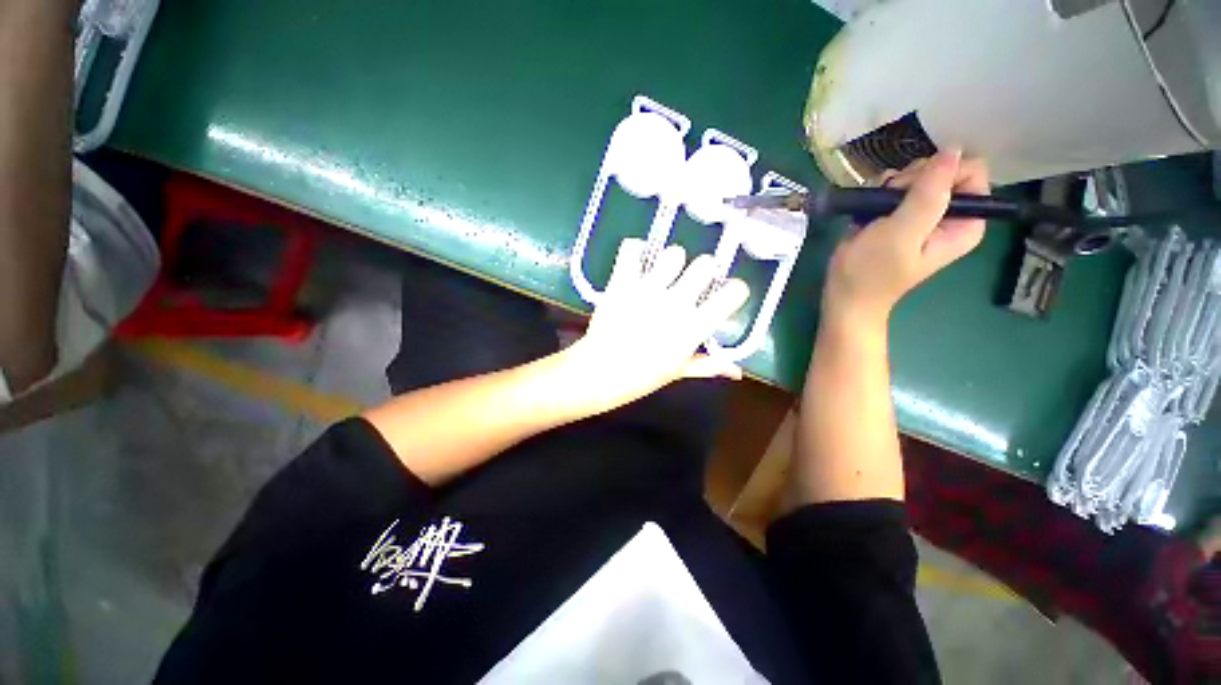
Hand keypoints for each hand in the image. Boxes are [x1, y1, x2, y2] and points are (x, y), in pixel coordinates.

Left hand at [562, 238, 749, 412]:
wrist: (600, 373)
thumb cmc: (642, 376)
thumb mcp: (679, 371)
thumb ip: (710, 365)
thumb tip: (738, 372)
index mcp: (694, 326)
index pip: (733, 293)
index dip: (735, 290)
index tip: (727, 294)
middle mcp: (676, 303)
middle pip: (706, 263)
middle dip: (703, 269)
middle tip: (692, 280)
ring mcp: (648, 290)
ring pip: (674, 253)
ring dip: (671, 261)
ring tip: (662, 272)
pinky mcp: (622, 282)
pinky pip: (632, 249)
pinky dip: (635, 250)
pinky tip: (636, 261)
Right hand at [822, 149, 987, 327]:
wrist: (844, 294)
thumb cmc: (873, 271)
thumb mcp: (902, 234)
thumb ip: (929, 194)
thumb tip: (953, 150)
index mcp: (965, 221)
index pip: (970, 172)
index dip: (939, 174)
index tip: (911, 191)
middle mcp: (949, 214)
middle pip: (942, 169)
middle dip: (912, 180)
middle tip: (890, 204)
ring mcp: (923, 214)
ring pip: (916, 175)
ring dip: (892, 186)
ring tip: (876, 210)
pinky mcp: (898, 214)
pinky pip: (896, 185)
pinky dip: (879, 192)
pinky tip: (868, 210)